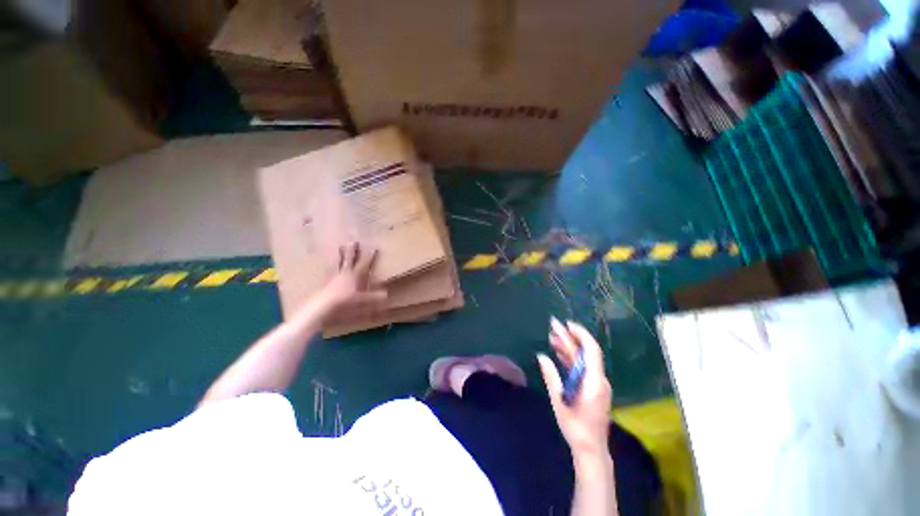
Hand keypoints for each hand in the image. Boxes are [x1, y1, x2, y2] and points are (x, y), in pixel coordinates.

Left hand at [321, 242, 387, 309]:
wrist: (323, 307)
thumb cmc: (345, 301)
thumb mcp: (363, 300)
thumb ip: (374, 296)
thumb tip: (386, 294)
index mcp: (354, 275)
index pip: (364, 263)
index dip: (370, 257)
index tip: (373, 248)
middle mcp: (344, 273)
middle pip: (348, 259)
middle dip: (351, 251)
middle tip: (352, 241)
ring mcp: (333, 277)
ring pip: (337, 263)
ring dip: (338, 256)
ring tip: (337, 248)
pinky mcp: (324, 284)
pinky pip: (327, 273)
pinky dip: (328, 268)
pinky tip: (327, 267)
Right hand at [538, 318, 611, 459]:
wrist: (591, 448)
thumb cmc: (575, 427)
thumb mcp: (559, 401)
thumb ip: (551, 377)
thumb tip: (541, 356)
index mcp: (593, 382)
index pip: (591, 350)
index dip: (580, 334)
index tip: (566, 324)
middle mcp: (598, 379)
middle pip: (585, 352)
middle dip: (569, 337)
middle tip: (553, 326)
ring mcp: (597, 383)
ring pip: (583, 359)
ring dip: (569, 347)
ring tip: (552, 337)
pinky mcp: (593, 388)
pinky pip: (583, 368)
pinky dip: (571, 358)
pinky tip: (559, 352)